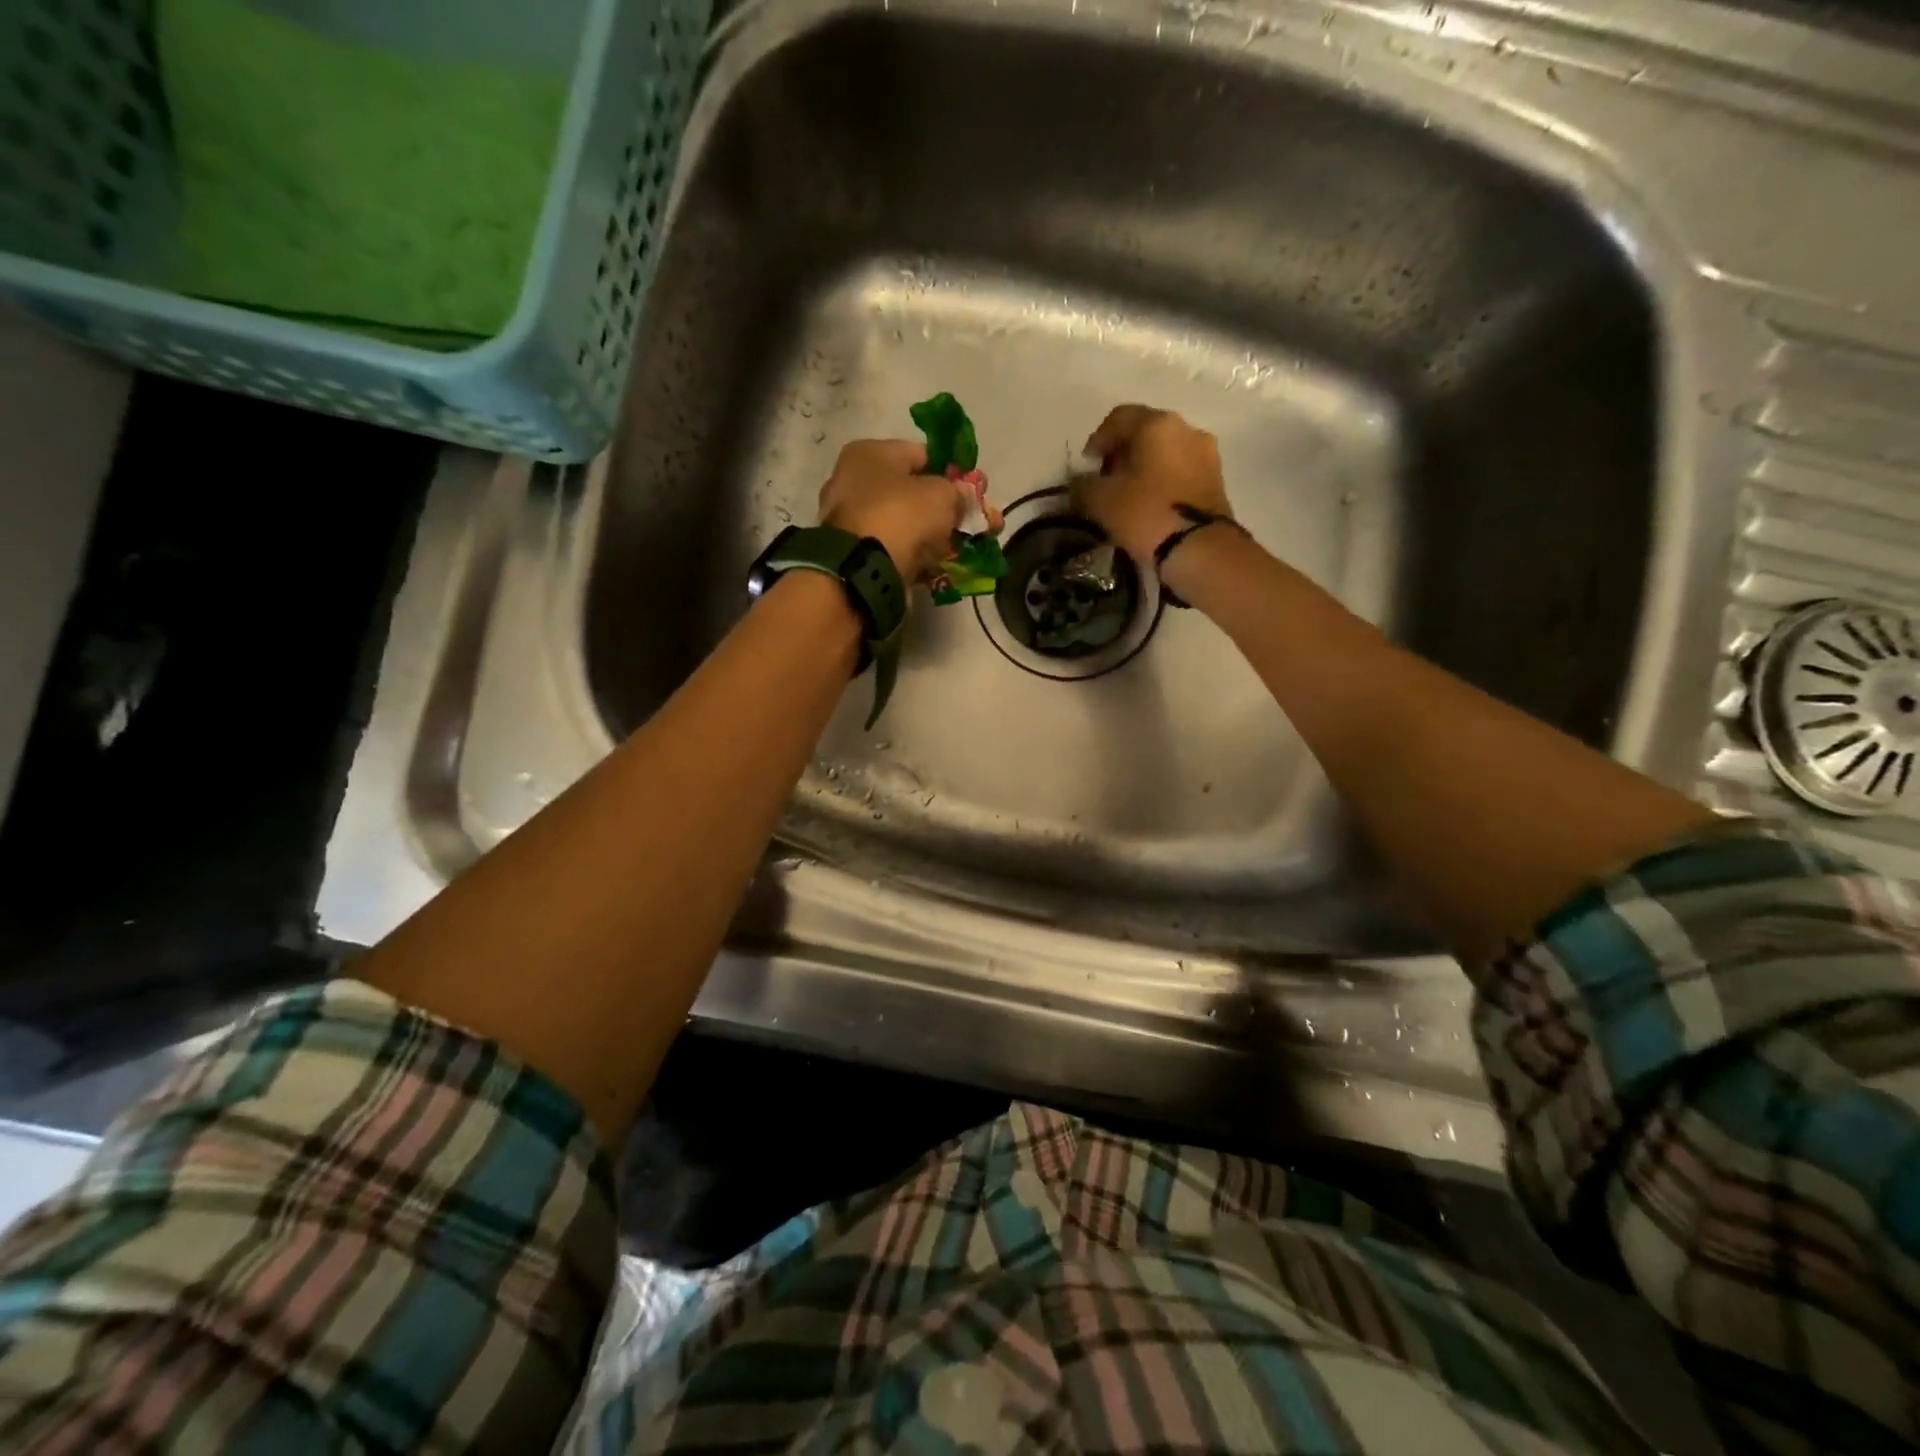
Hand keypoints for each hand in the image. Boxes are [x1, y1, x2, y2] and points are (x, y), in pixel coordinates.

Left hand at [819, 439, 972, 580]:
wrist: (865, 571)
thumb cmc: (901, 515)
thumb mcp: (942, 494)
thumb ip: (960, 493)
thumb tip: (965, 496)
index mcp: (869, 454)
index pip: (921, 455)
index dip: (952, 472)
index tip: (976, 490)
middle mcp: (855, 483)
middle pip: (914, 492)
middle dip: (948, 508)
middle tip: (978, 522)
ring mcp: (854, 523)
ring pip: (907, 524)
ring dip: (937, 535)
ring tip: (968, 546)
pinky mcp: (859, 556)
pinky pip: (898, 550)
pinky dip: (920, 556)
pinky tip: (944, 565)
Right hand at [1072, 405, 1234, 564]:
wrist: (1200, 550)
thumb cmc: (1147, 514)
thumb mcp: (1101, 501)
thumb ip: (1083, 485)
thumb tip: (1080, 482)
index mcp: (1157, 424)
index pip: (1119, 418)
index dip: (1097, 440)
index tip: (1086, 466)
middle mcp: (1187, 429)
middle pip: (1146, 433)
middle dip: (1122, 454)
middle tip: (1105, 482)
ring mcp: (1207, 455)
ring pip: (1166, 453)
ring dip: (1144, 469)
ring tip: (1128, 498)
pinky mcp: (1217, 482)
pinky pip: (1181, 473)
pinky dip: (1163, 483)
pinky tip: (1151, 507)